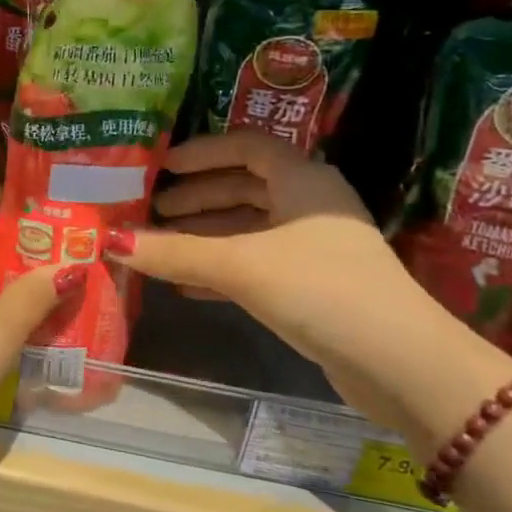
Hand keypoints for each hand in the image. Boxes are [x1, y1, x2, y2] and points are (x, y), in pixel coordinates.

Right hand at [112, 132, 455, 428]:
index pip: (247, 146)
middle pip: (244, 187)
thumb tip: (109, 242)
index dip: (202, 152)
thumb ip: (175, 253)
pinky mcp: (313, 286)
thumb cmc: (320, 288)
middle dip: (196, 197)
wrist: (402, 365)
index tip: (162, 165)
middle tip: (151, 209)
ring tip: (158, 246)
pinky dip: (221, 268)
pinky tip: (186, 286)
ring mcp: (314, 248)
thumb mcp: (240, 265)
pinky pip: (256, 264)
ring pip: (248, 228)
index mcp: (302, 179)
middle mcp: (309, 205)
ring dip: (204, 235)